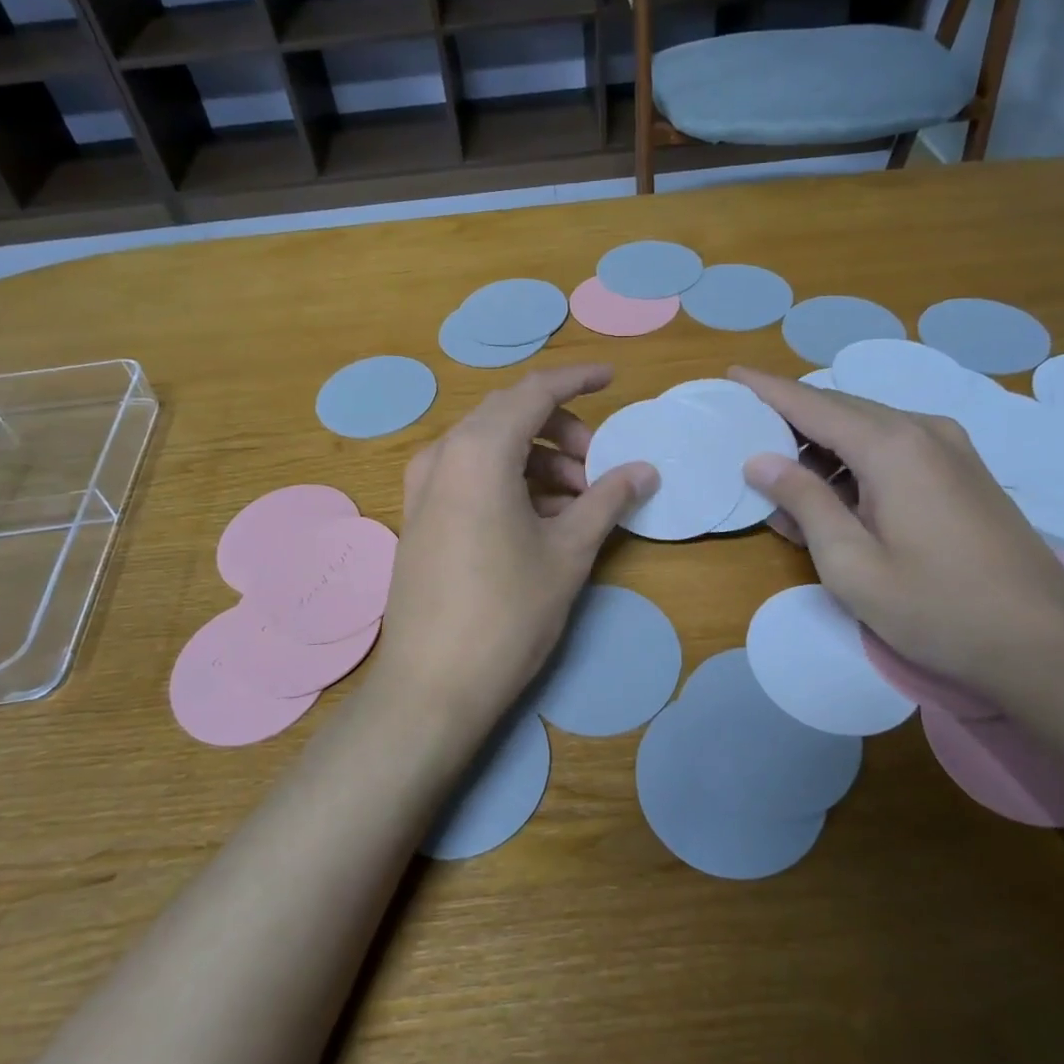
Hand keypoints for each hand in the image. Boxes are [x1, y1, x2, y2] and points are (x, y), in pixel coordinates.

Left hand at [370, 365, 657, 738]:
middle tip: (599, 466)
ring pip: (490, 448)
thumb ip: (608, 500)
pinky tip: (541, 520)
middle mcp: (443, 455)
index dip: (577, 379)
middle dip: (561, 430)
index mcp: (479, 450)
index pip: (534, 391)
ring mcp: (424, 486)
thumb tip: (644, 470)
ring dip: (538, 460)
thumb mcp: (568, 552)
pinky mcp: (420, 516)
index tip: (612, 378)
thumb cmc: (508, 612)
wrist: (431, 685)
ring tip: (578, 502)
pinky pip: (470, 476)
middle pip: (510, 416)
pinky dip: (510, 481)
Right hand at [730, 367, 1063, 699]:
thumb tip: (760, 460)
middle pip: (841, 408)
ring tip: (783, 471)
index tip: (731, 374)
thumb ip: (804, 502)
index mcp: (891, 446)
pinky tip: (837, 490)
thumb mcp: (851, 564)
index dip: (768, 389)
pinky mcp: (965, 472)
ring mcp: (952, 448)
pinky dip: (856, 457)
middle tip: (747, 431)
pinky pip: (895, 446)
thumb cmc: (937, 608)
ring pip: (869, 426)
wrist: (1046, 645)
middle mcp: (923, 430)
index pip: (812, 404)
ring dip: (824, 442)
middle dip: (791, 416)